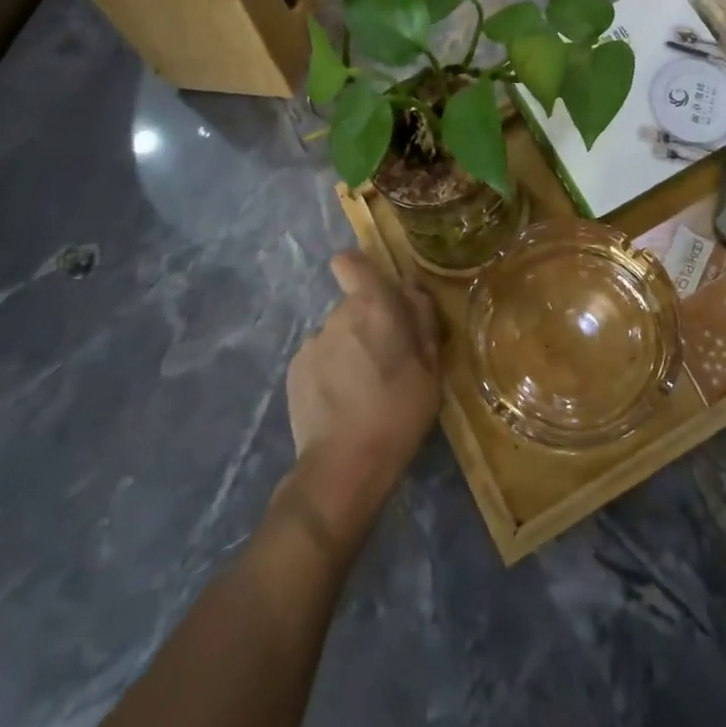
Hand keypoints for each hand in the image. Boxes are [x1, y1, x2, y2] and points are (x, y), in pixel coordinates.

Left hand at [280, 252, 440, 550]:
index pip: (350, 262)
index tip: (377, 293)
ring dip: (349, 349)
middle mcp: (337, 315)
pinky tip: (342, 403)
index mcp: (372, 306)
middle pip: (352, 305)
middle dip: (367, 323)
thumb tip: (411, 291)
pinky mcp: (294, 372)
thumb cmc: (399, 410)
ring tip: (363, 389)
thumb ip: (422, 319)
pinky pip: (319, 359)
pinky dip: (330, 372)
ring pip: (336, 334)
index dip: (360, 270)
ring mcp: (311, 343)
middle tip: (387, 360)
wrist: (344, 465)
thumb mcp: (431, 366)